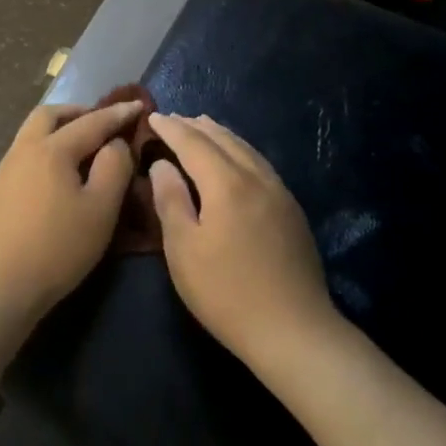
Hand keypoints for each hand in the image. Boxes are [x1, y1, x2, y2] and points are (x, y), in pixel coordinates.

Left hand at [0, 99, 143, 320]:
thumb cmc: (57, 248)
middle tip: (101, 123)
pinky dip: (44, 152)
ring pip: (31, 135)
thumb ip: (114, 168)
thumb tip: (115, 144)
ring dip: (58, 130)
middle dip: (78, 112)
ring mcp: (3, 171)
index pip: (91, 122)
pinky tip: (55, 177)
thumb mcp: (101, 209)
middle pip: (49, 116)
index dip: (117, 114)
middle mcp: (23, 150)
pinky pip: (23, 156)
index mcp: (52, 149)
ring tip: (81, 148)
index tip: (138, 106)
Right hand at [147, 114, 339, 367]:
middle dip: (196, 126)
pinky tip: (236, 160)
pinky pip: (260, 164)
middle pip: (224, 139)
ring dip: (221, 135)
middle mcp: (256, 177)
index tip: (152, 116)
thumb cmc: (226, 292)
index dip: (171, 128)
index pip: (194, 143)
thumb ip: (171, 200)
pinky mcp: (291, 210)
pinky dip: (240, 151)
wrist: (293, 329)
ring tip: (203, 128)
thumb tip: (163, 164)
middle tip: (174, 119)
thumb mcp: (183, 250)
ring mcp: (279, 192)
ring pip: (246, 149)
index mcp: (226, 184)